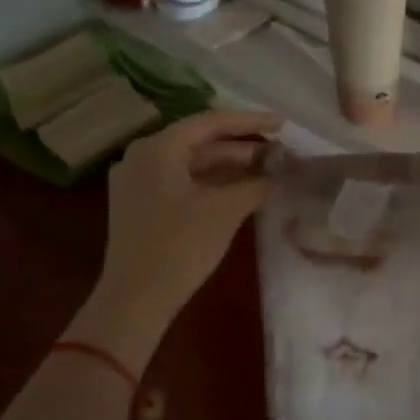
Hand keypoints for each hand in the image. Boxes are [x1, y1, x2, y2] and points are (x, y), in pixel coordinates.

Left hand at [79, 109, 282, 362]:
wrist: (136, 297)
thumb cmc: (181, 246)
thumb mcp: (225, 210)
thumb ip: (255, 184)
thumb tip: (278, 174)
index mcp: (158, 148)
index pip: (211, 122)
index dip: (251, 121)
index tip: (282, 124)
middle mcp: (142, 156)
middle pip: (200, 141)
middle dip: (241, 147)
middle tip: (279, 152)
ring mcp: (137, 181)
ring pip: (191, 163)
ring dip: (228, 166)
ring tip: (267, 170)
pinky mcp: (140, 205)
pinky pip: (181, 182)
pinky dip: (211, 183)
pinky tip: (240, 190)